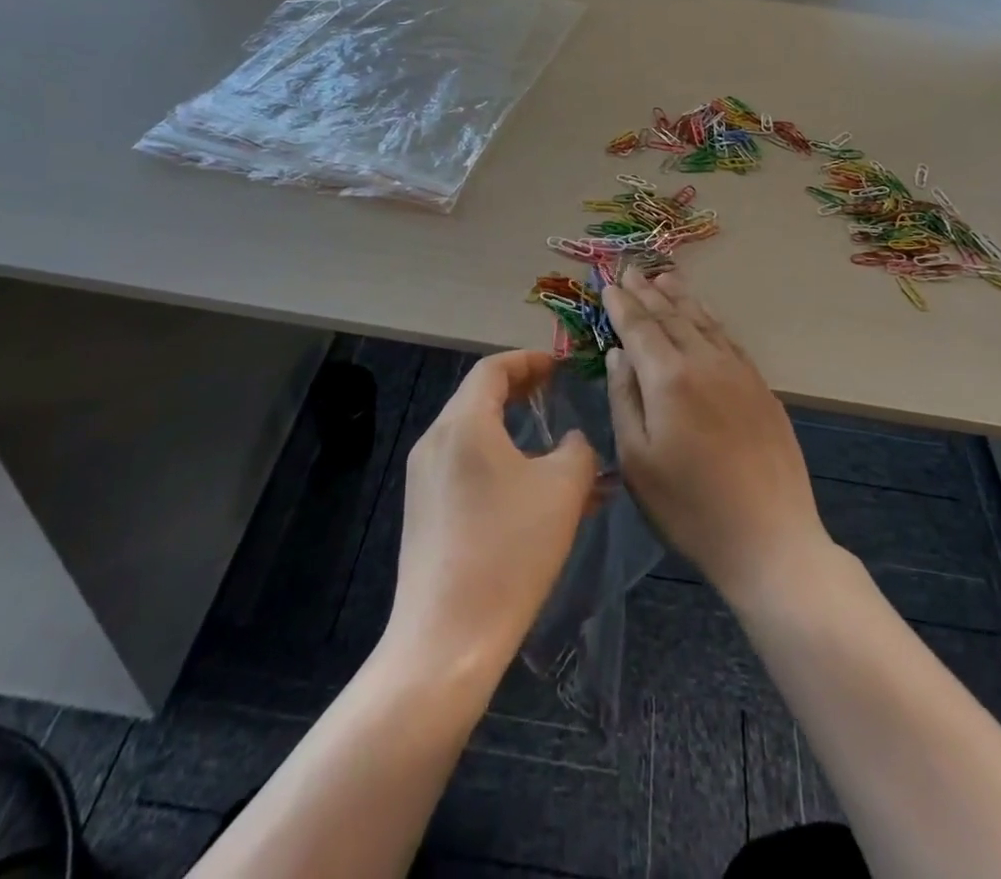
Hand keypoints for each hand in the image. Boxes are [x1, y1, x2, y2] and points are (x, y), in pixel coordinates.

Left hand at [387, 350, 597, 676]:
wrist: (447, 640)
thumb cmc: (509, 550)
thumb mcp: (563, 490)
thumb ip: (577, 449)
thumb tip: (571, 442)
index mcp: (463, 424)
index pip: (493, 369)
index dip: (529, 360)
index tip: (561, 366)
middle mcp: (435, 441)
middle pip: (478, 397)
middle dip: (521, 391)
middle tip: (557, 394)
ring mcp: (424, 479)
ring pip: (474, 436)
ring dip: (513, 431)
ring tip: (554, 447)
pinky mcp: (424, 513)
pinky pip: (465, 468)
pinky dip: (499, 462)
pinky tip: (533, 493)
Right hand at [603, 269, 831, 604]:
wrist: (770, 539)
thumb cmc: (689, 507)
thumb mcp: (637, 460)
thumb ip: (624, 399)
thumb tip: (618, 354)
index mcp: (669, 378)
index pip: (640, 327)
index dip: (622, 305)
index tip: (608, 284)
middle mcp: (705, 362)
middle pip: (672, 316)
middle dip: (648, 292)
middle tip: (631, 270)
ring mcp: (739, 372)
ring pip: (704, 321)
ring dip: (681, 298)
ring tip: (664, 278)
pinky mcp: (761, 388)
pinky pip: (729, 339)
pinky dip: (710, 319)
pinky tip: (705, 316)